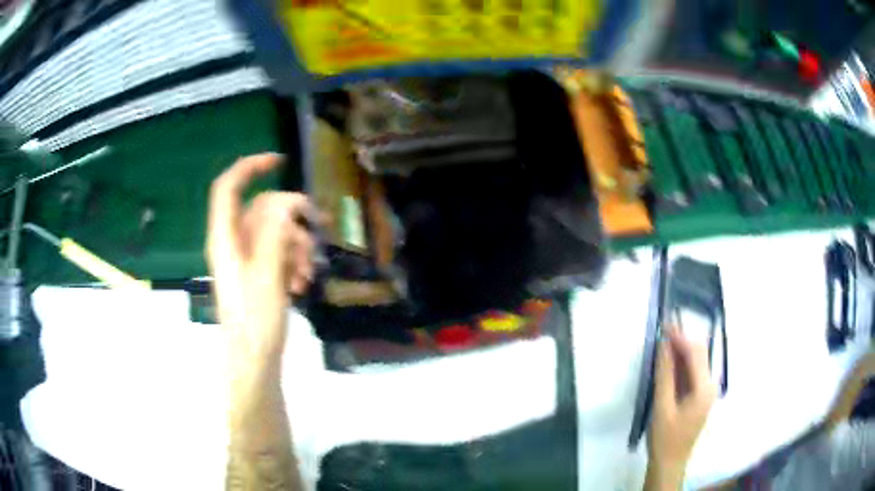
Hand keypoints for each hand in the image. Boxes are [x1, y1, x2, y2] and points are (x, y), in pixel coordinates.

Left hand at [206, 153, 314, 362]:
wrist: (254, 361)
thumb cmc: (255, 321)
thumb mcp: (267, 274)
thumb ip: (274, 233)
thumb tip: (286, 200)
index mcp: (224, 238)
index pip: (228, 188)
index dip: (250, 167)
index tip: (280, 162)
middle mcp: (232, 243)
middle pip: (261, 210)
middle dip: (290, 219)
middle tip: (318, 228)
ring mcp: (245, 260)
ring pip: (273, 233)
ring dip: (296, 247)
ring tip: (308, 274)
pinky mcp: (256, 275)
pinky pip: (276, 254)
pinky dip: (292, 263)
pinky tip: (302, 285)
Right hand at [645, 326, 716, 489]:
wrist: (670, 462)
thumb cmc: (665, 437)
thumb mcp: (662, 406)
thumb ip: (665, 375)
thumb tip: (663, 345)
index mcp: (704, 388)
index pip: (695, 353)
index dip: (680, 337)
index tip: (664, 325)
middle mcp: (710, 385)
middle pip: (699, 354)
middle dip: (681, 342)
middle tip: (661, 333)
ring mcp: (707, 391)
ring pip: (696, 363)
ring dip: (681, 353)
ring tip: (662, 346)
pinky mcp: (700, 396)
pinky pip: (693, 373)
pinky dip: (681, 366)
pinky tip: (669, 365)